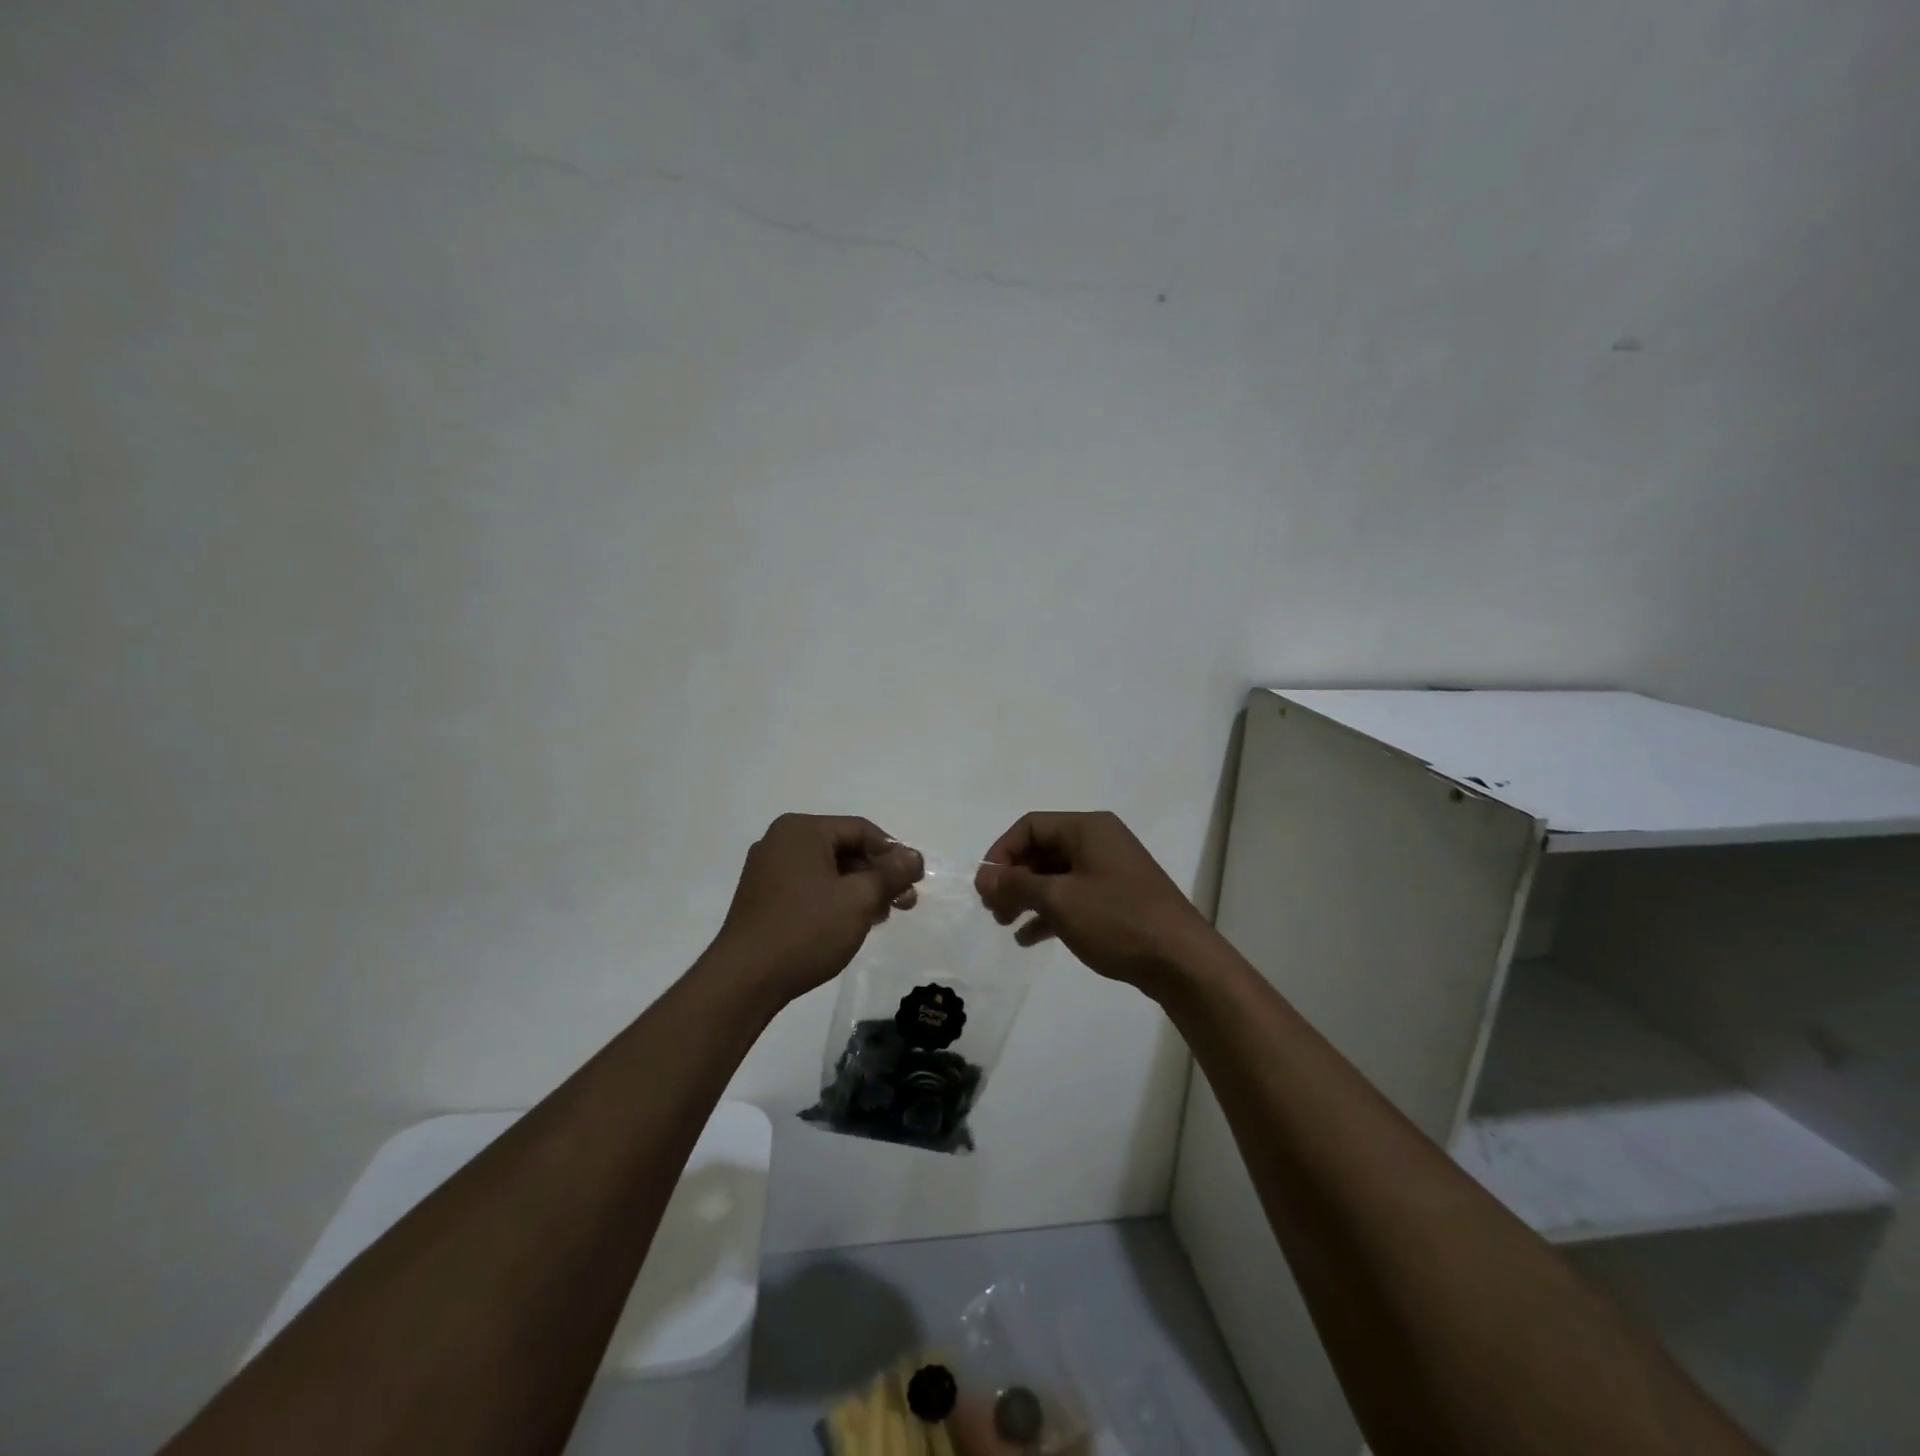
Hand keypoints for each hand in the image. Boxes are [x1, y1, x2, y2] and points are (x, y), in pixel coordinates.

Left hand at [708, 814, 923, 1006]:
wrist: (744, 980)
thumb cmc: (806, 930)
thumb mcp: (859, 900)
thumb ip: (890, 874)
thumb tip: (914, 857)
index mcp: (801, 830)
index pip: (861, 830)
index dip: (893, 853)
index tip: (915, 881)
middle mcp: (781, 841)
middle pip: (844, 848)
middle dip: (878, 874)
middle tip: (905, 902)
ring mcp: (767, 870)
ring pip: (827, 870)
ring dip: (859, 889)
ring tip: (882, 916)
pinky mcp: (762, 898)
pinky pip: (809, 887)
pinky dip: (835, 899)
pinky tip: (852, 922)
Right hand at [975, 811, 1212, 994]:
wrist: (1182, 961)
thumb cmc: (1117, 919)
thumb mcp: (1059, 900)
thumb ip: (1016, 885)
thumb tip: (983, 876)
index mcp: (1088, 828)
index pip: (1030, 826)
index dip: (1001, 852)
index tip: (986, 886)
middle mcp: (1100, 842)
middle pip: (1042, 850)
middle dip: (1013, 878)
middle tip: (993, 909)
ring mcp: (1111, 871)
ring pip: (1056, 876)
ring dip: (1027, 897)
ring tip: (1005, 924)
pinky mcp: (1118, 899)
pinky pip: (1073, 896)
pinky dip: (1050, 912)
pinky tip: (1030, 938)